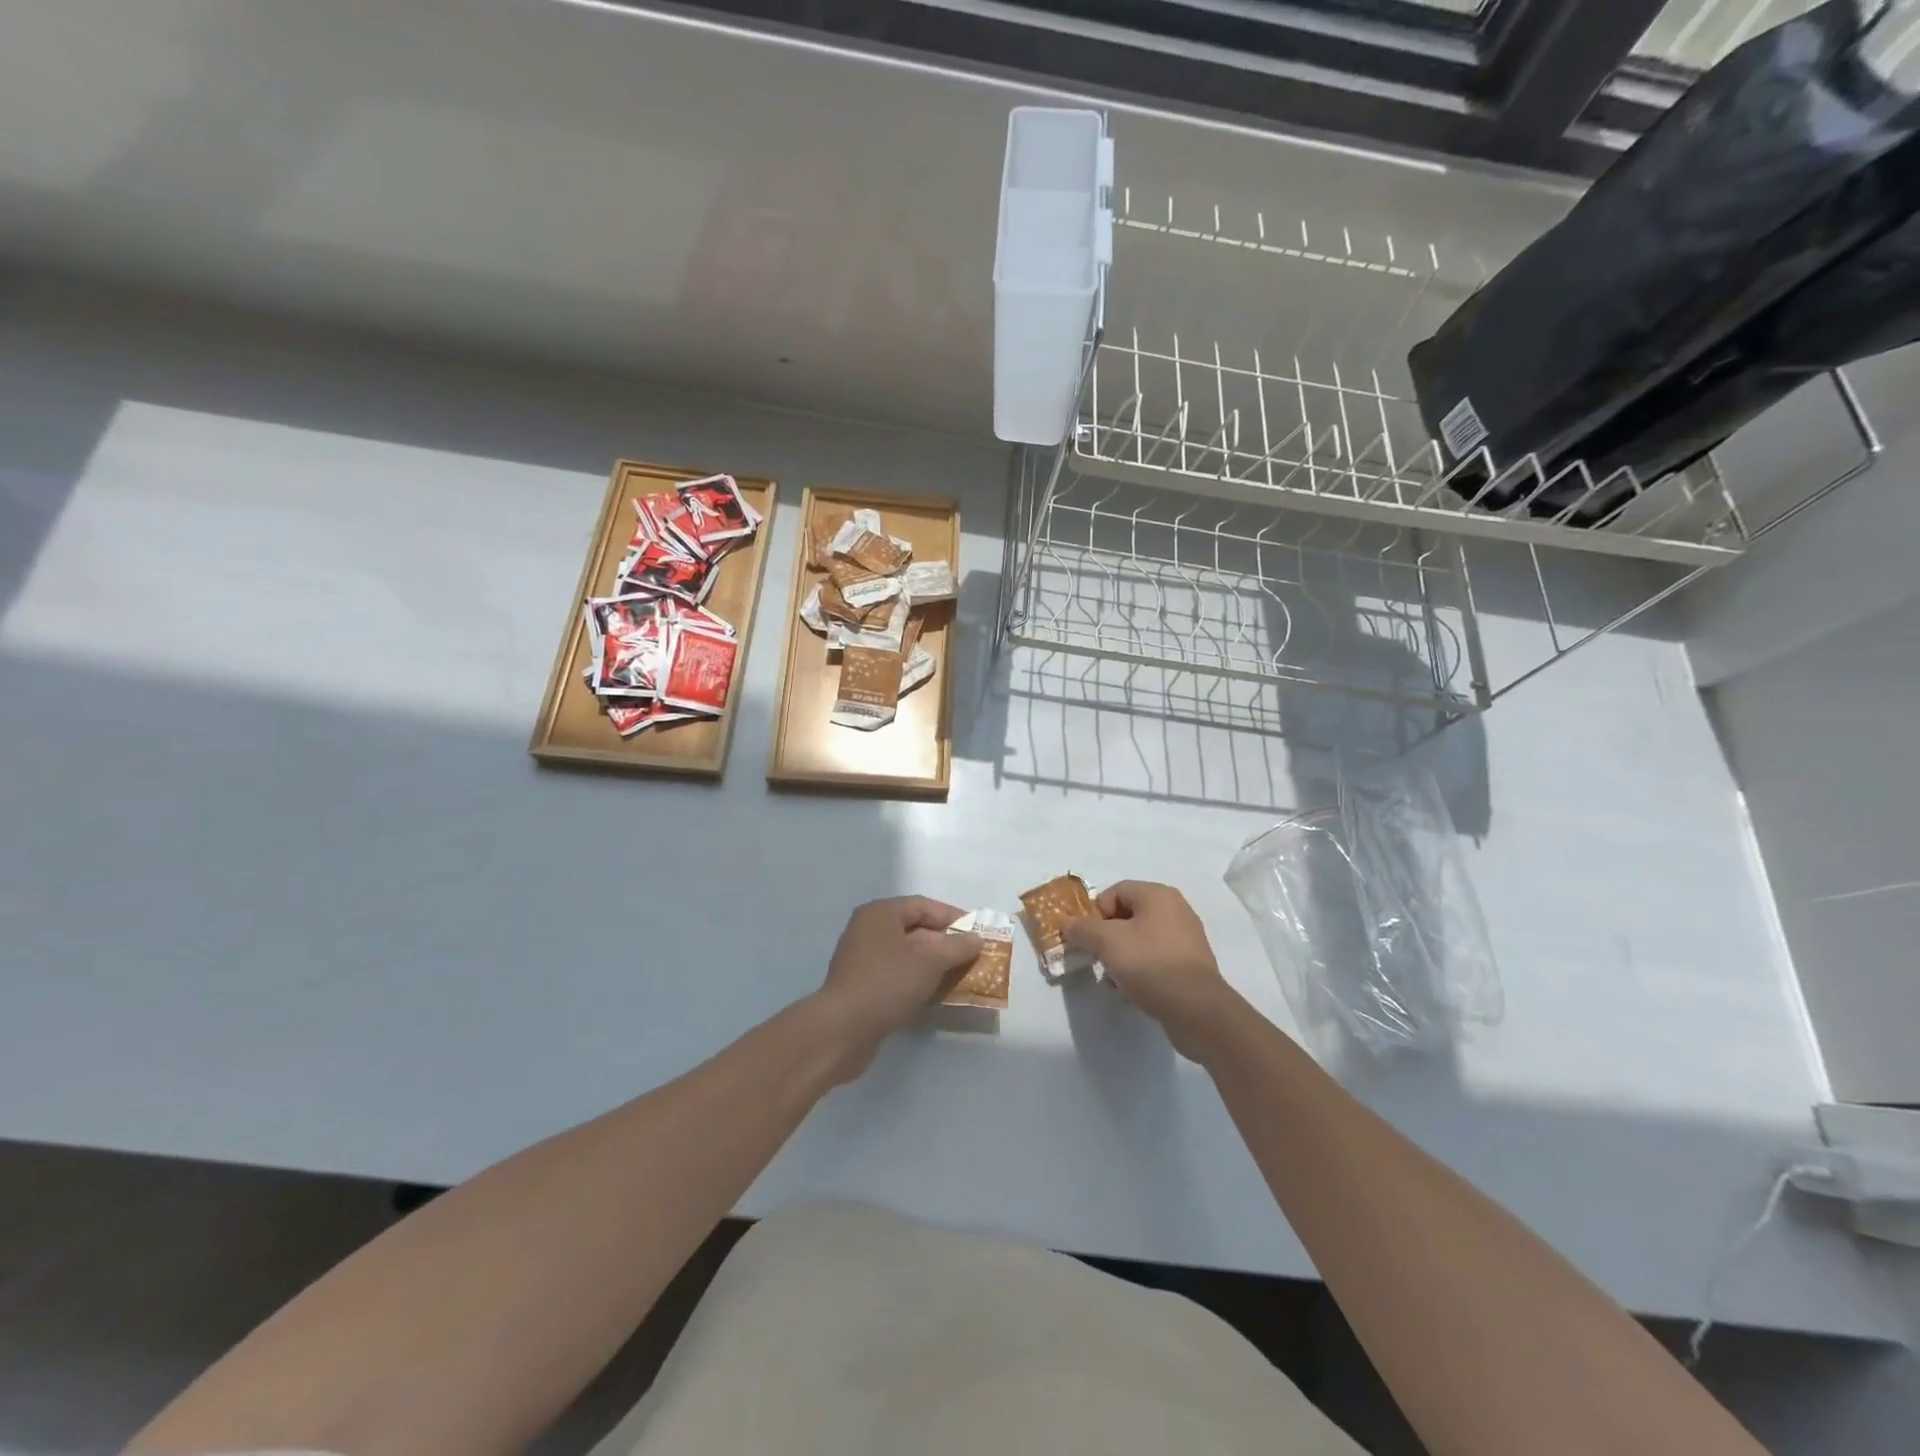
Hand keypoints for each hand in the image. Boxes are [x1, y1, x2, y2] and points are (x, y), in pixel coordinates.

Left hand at [812, 897, 981, 1080]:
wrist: (843, 1029)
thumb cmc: (888, 982)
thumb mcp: (930, 961)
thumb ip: (957, 947)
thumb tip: (976, 939)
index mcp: (880, 913)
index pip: (923, 906)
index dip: (952, 917)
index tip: (977, 933)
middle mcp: (868, 930)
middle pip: (915, 929)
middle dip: (945, 944)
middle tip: (972, 958)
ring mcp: (862, 959)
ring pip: (906, 955)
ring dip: (933, 965)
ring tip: (960, 977)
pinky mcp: (861, 985)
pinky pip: (896, 975)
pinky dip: (917, 980)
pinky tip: (935, 995)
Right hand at [1062, 881, 1245, 1061]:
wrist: (1197, 1011)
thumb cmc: (1150, 965)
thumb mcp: (1107, 942)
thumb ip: (1082, 929)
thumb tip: (1065, 923)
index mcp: (1158, 895)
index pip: (1115, 891)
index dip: (1095, 912)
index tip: (1085, 938)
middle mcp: (1175, 910)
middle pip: (1127, 916)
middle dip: (1106, 937)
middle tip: (1095, 958)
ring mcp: (1185, 939)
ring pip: (1139, 940)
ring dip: (1120, 957)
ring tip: (1113, 980)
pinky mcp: (1189, 966)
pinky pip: (1154, 960)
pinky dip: (1139, 970)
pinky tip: (1131, 991)